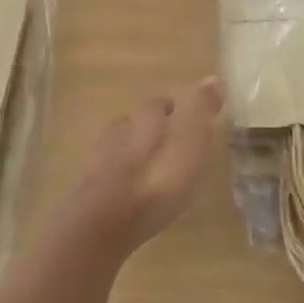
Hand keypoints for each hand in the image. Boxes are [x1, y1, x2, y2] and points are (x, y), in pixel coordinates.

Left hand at [62, 78, 224, 252]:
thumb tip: (215, 77)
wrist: (104, 225)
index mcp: (144, 122)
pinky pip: (105, 180)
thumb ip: (201, 112)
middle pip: (128, 125)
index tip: (176, 111)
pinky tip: (128, 194)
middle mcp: (118, 137)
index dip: (167, 108)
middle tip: (160, 138)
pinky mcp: (89, 197)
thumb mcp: (190, 142)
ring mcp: (99, 167)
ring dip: (127, 155)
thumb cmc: (157, 181)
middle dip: (142, 129)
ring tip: (144, 168)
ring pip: (114, 151)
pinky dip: (117, 182)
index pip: (155, 106)